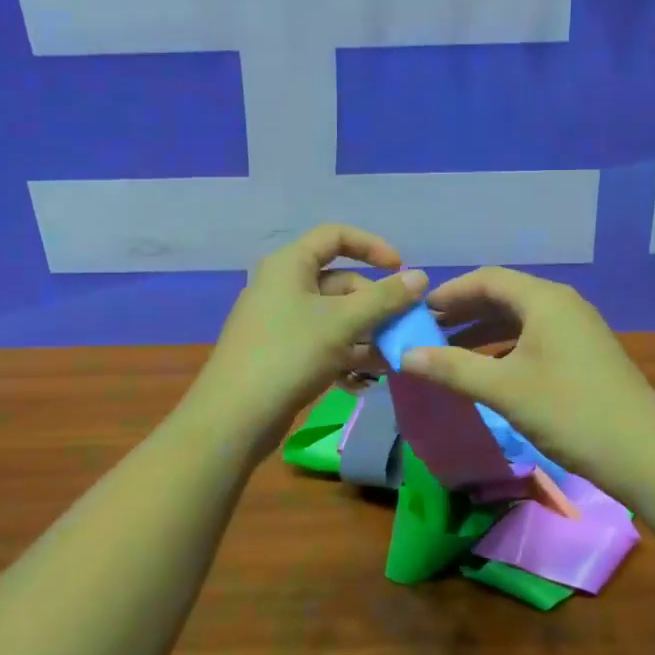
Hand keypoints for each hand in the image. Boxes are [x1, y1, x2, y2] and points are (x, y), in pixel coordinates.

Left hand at [188, 224, 428, 446]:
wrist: (234, 418)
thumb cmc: (289, 354)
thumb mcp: (343, 323)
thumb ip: (384, 298)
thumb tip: (420, 277)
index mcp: (290, 265)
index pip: (336, 236)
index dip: (372, 247)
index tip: (401, 270)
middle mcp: (283, 286)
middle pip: (340, 281)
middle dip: (375, 304)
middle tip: (403, 328)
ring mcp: (280, 321)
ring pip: (334, 316)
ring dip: (366, 333)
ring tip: (392, 358)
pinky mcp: (281, 353)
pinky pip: (322, 342)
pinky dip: (345, 354)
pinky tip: (365, 380)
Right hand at [402, 267, 654, 479]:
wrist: (646, 455)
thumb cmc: (570, 411)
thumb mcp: (504, 389)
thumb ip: (452, 368)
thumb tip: (404, 355)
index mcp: (544, 299)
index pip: (486, 279)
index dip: (448, 293)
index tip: (416, 312)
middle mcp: (562, 304)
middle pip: (502, 296)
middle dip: (463, 313)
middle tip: (425, 333)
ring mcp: (577, 329)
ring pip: (519, 319)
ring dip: (482, 332)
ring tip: (448, 352)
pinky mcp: (584, 354)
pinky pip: (535, 338)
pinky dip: (505, 348)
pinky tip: (488, 371)